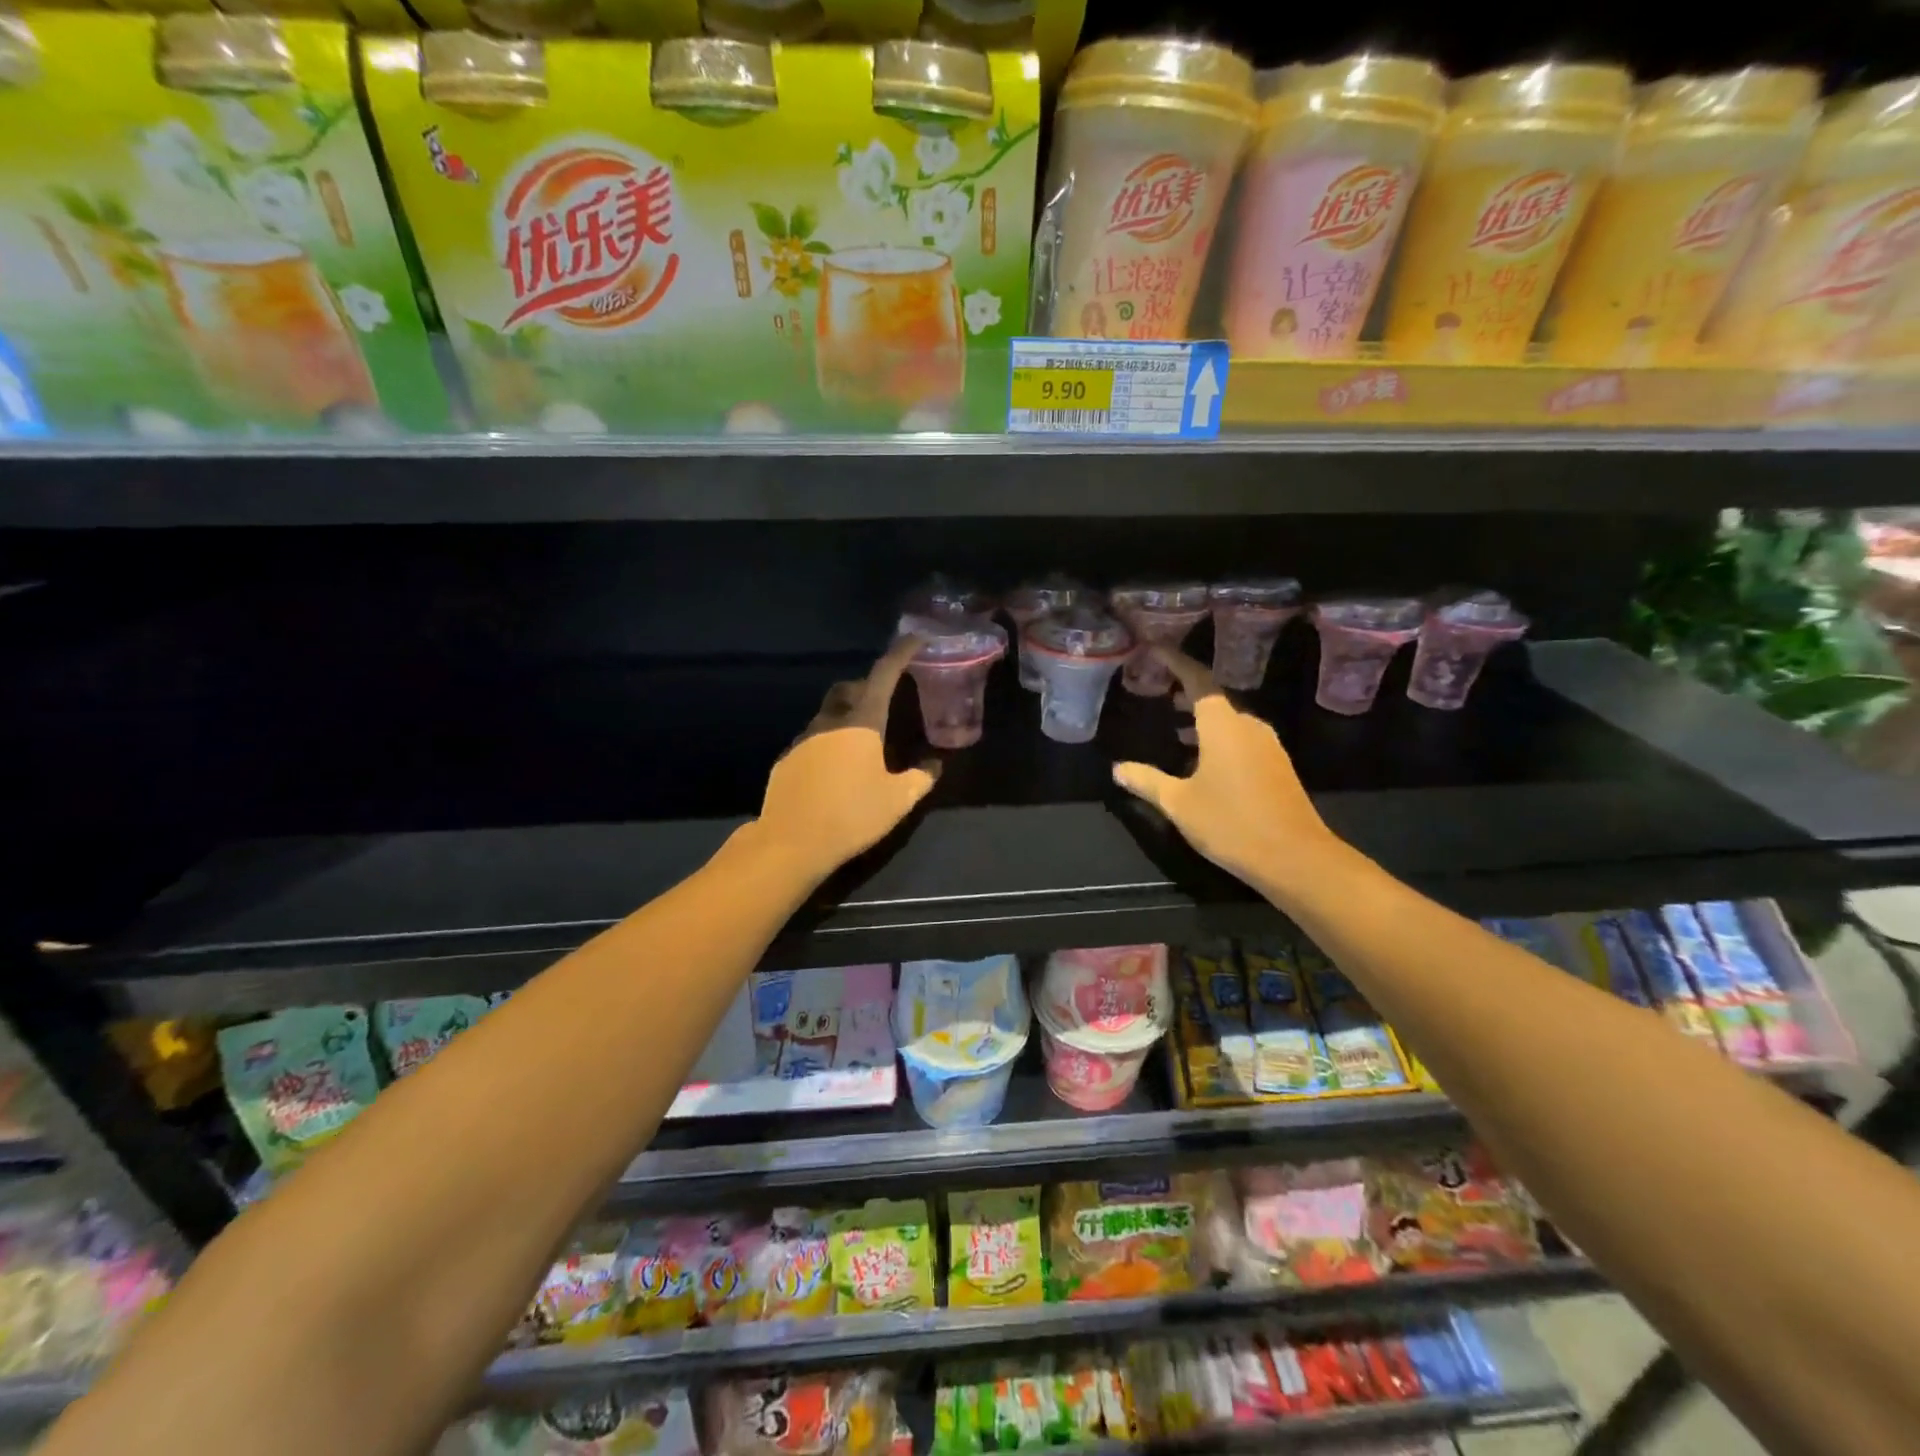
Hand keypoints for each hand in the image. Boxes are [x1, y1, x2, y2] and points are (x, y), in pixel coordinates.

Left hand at [751, 637, 938, 879]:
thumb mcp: (898, 800)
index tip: (915, 640)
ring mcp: (803, 739)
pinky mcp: (786, 760)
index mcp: (862, 723)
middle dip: (867, 686)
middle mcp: (830, 722)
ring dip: (846, 717)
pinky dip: (828, 742)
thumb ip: (920, 778)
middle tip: (885, 701)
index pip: (883, 675)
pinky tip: (835, 770)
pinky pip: (812, 740)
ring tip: (862, 743)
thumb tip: (934, 766)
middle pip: (848, 689)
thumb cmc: (852, 815)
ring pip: (828, 715)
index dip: (901, 654)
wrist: (792, 842)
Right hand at [1111, 646, 1337, 891]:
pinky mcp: (1275, 765)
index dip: (1176, 662)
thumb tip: (1118, 768)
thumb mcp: (1179, 803)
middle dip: (1186, 688)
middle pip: (1215, 697)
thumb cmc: (1231, 824)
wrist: (1294, 858)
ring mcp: (1267, 746)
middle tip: (1159, 686)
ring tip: (1173, 719)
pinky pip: (1240, 736)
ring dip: (1201, 715)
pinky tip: (1200, 755)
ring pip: (1229, 718)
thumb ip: (1147, 781)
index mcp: (1223, 725)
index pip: (1198, 680)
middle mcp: (1248, 726)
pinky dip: (1216, 734)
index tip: (1156, 649)